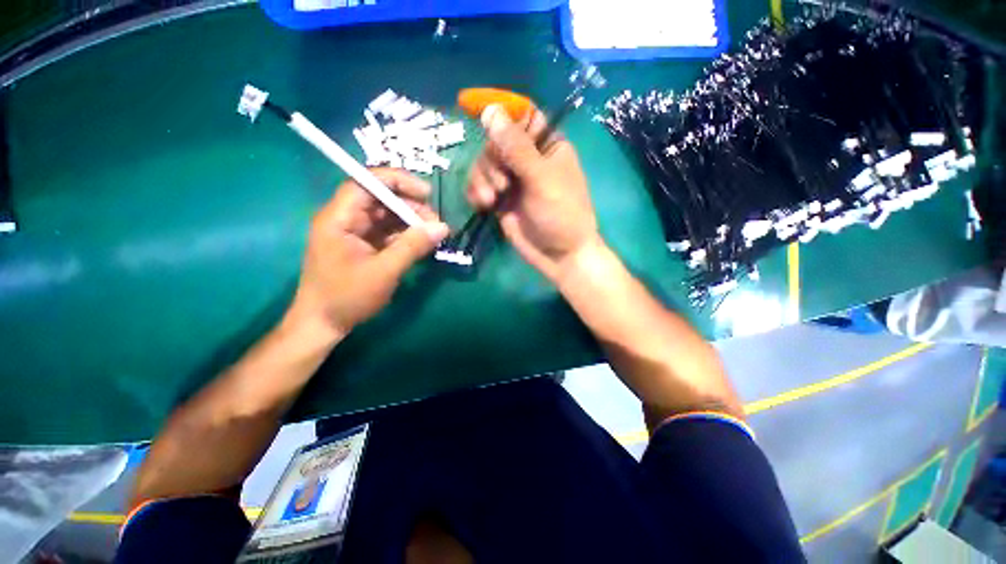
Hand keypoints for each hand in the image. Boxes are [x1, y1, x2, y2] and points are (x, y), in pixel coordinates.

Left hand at [285, 169, 449, 340]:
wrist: (324, 324)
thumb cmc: (347, 297)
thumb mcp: (383, 271)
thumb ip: (413, 246)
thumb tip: (443, 227)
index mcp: (339, 218)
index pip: (366, 182)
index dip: (397, 181)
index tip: (427, 193)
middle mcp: (346, 219)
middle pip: (380, 198)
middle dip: (411, 206)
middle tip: (436, 223)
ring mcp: (355, 233)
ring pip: (388, 215)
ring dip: (412, 221)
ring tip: (434, 234)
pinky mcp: (365, 245)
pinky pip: (389, 232)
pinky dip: (407, 235)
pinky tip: (423, 243)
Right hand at [467, 104, 601, 281]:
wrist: (559, 256)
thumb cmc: (561, 215)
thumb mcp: (542, 179)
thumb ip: (516, 148)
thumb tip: (491, 110)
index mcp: (547, 145)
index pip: (522, 116)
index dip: (501, 114)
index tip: (475, 111)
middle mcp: (527, 159)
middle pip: (496, 141)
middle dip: (491, 161)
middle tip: (502, 185)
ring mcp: (512, 180)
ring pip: (484, 164)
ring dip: (481, 179)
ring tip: (492, 200)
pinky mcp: (500, 199)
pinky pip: (479, 186)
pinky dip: (476, 192)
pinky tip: (482, 205)